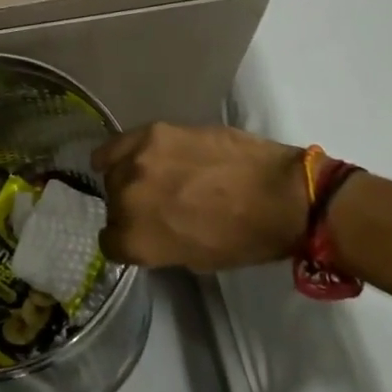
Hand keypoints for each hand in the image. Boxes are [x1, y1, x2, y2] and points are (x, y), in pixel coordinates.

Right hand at [92, 123, 309, 270]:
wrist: (281, 193)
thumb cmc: (246, 238)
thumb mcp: (196, 259)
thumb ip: (158, 244)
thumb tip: (148, 230)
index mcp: (138, 241)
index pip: (110, 244)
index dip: (126, 242)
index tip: (141, 236)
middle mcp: (126, 200)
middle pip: (111, 205)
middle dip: (128, 209)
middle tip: (156, 206)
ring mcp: (137, 161)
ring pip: (113, 172)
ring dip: (128, 178)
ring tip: (153, 178)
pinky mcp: (151, 132)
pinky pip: (117, 144)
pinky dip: (117, 152)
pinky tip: (129, 156)